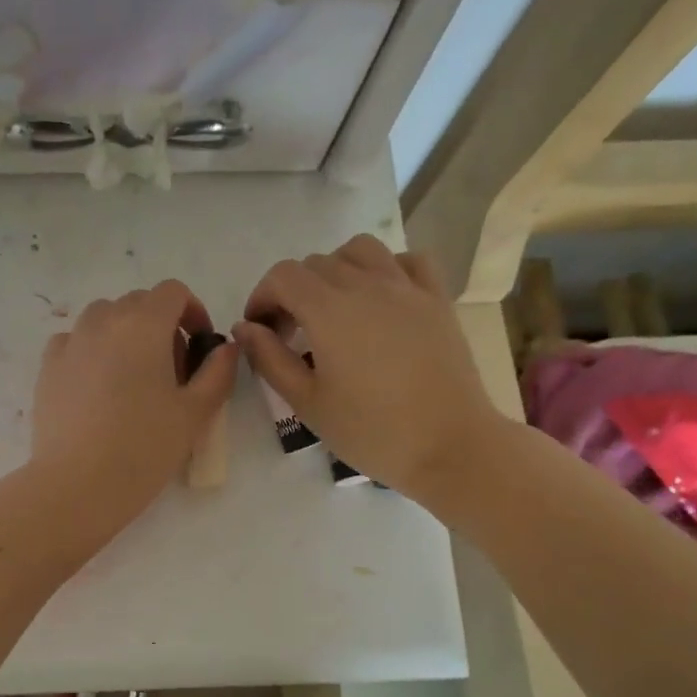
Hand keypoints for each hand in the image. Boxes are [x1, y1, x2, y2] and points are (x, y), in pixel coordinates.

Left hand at [31, 280, 237, 532]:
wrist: (78, 484)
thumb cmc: (144, 448)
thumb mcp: (195, 413)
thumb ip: (218, 372)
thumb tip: (226, 348)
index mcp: (143, 325)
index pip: (172, 292)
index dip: (192, 310)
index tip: (199, 344)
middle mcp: (103, 322)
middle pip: (137, 303)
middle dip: (160, 324)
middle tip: (171, 370)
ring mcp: (70, 343)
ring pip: (102, 318)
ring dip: (124, 333)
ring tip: (132, 377)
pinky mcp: (47, 367)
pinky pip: (74, 341)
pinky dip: (91, 350)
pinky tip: (97, 386)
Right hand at [233, 234, 515, 511]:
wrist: (450, 446)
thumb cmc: (371, 431)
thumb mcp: (307, 403)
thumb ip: (270, 359)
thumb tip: (245, 329)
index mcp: (329, 310)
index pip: (282, 276)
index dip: (262, 297)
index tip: (261, 331)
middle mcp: (366, 285)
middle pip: (316, 263)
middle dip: (293, 291)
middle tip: (292, 334)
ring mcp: (407, 288)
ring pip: (360, 250)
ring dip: (336, 269)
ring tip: (334, 307)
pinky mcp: (437, 299)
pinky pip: (408, 260)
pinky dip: (386, 268)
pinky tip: (381, 298)